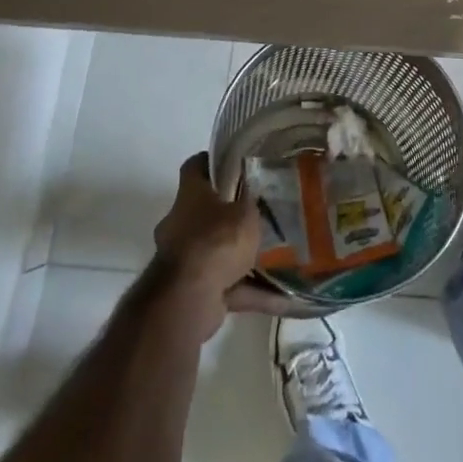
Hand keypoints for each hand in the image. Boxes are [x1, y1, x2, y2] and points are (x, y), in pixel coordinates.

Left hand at [152, 153, 261, 340]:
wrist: (188, 299)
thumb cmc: (216, 241)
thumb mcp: (246, 213)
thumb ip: (252, 203)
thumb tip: (254, 196)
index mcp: (190, 195)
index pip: (195, 167)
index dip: (212, 162)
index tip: (234, 163)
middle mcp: (180, 223)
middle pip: (205, 211)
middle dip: (230, 214)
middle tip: (260, 213)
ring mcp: (183, 259)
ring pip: (216, 251)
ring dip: (242, 256)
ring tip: (276, 256)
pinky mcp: (193, 291)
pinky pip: (227, 286)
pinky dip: (250, 291)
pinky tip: (282, 299)